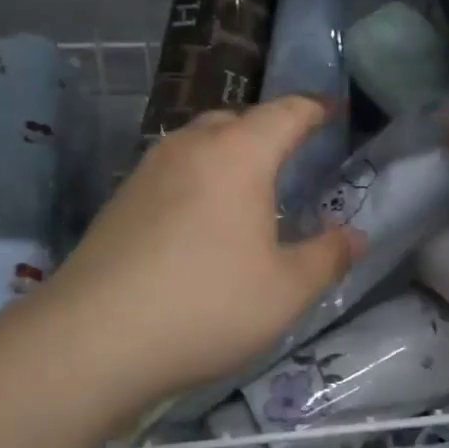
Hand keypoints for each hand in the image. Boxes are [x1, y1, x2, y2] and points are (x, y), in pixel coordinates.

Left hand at [40, 96, 361, 412]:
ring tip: (248, 187)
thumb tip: (354, 236)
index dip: (315, 109)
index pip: (286, 113)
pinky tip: (202, 218)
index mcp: (238, 154)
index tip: (335, 111)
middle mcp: (190, 147)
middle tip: (292, 156)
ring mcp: (148, 170)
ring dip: (229, 152)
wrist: (94, 338)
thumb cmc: (207, 305)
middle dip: (269, 130)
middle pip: (237, 120)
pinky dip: (199, 178)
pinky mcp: (121, 200)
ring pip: (199, 142)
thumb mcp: (286, 290)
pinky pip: (173, 170)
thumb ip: (327, 257)